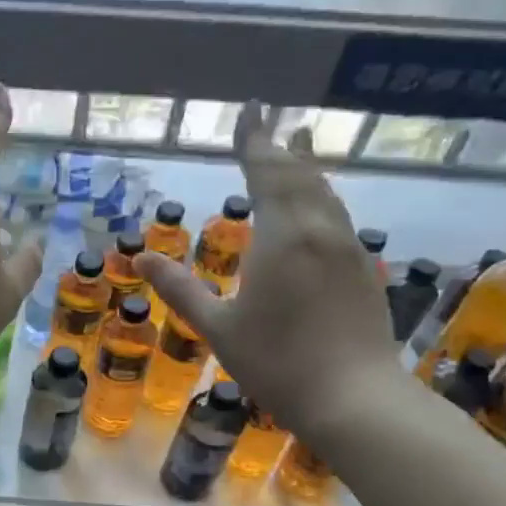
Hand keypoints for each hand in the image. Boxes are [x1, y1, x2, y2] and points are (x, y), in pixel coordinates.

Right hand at [136, 103, 403, 444]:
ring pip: (326, 194)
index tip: (251, 108)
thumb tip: (143, 258)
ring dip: (308, 168)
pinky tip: (318, 209)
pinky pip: (338, 218)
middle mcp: (320, 230)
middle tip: (272, 121)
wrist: (353, 397)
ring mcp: (348, 249)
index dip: (254, 140)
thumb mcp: (218, 327)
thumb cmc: (276, 362)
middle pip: (301, 175)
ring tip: (300, 146)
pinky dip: (322, 199)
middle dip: (281, 147)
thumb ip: (180, 289)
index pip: (266, 172)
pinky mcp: (363, 270)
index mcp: (282, 236)